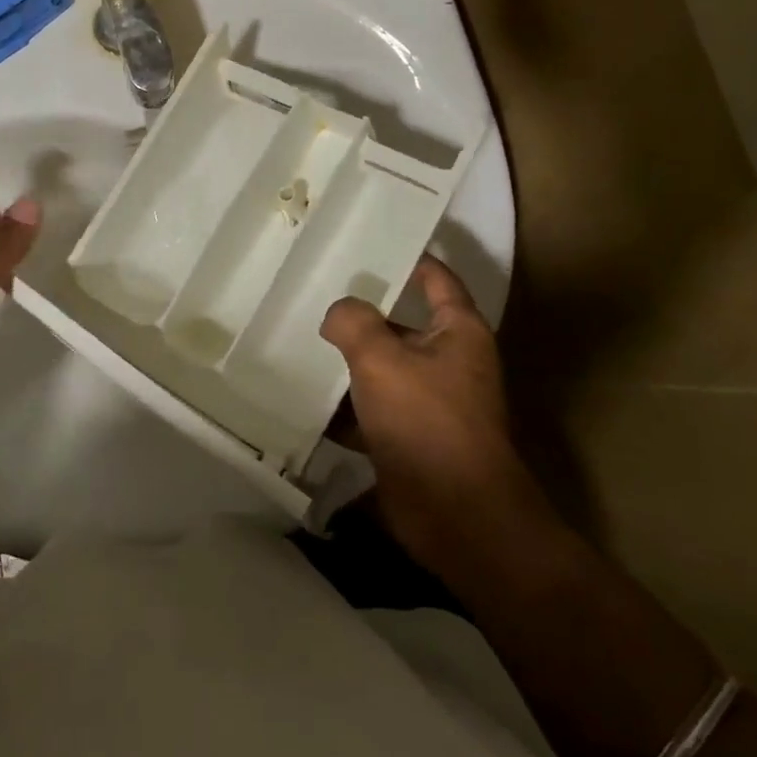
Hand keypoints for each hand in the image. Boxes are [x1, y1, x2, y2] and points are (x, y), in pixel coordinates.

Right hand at [320, 255, 557, 575]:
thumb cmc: (427, 422)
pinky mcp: (410, 438)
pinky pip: (372, 410)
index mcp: (458, 332)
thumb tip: (339, 313)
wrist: (457, 517)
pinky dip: (345, 407)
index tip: (370, 240)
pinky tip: (305, 400)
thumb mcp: (381, 359)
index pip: (435, 277)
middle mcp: (449, 361)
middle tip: (314, 294)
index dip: (408, 257)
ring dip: (348, 363)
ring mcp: (430, 402)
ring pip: (382, 368)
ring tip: (298, 342)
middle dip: (361, 314)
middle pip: (401, 323)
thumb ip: (354, 323)